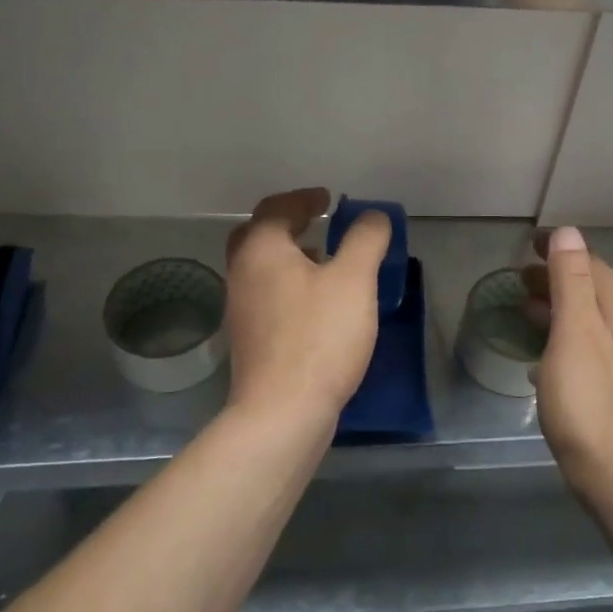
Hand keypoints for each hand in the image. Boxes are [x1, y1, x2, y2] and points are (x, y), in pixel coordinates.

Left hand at [224, 188, 391, 426]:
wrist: (281, 412)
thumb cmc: (319, 337)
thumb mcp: (353, 280)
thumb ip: (365, 240)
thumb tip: (372, 216)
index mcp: (261, 250)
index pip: (276, 208)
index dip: (304, 199)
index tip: (327, 199)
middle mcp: (241, 273)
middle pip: (258, 235)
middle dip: (288, 224)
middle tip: (317, 222)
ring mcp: (240, 309)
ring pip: (261, 268)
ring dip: (288, 255)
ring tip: (323, 260)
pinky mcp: (249, 340)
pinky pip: (266, 295)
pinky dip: (287, 284)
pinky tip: (315, 304)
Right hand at [529, 227, 612, 496]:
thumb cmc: (589, 399)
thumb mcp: (575, 332)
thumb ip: (571, 281)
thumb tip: (568, 232)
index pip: (590, 263)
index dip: (560, 249)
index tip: (528, 242)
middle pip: (590, 289)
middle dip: (556, 276)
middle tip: (520, 274)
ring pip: (587, 319)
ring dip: (557, 306)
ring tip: (525, 308)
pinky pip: (584, 346)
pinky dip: (560, 337)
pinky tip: (540, 356)